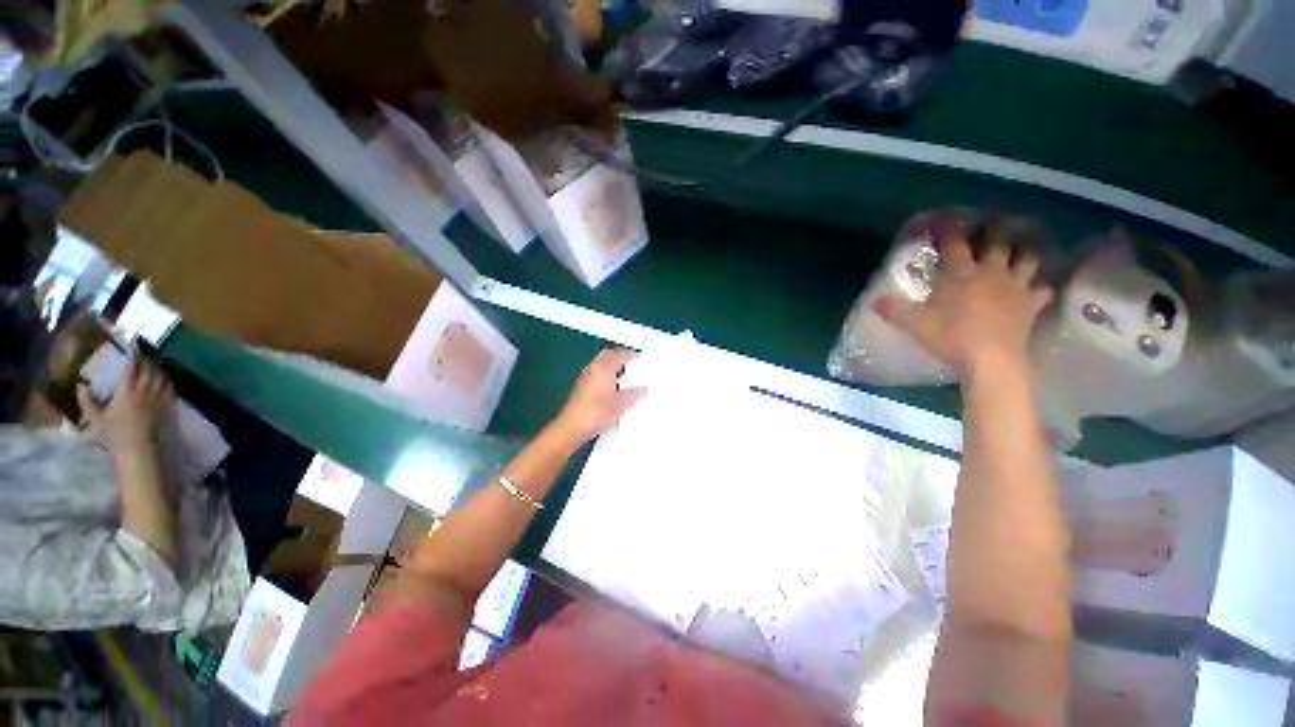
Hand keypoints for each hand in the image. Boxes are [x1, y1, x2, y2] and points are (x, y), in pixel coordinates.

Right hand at [78, 352, 174, 451]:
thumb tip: (80, 385)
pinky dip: (166, 380)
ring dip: (157, 368)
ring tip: (153, 364)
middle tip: (142, 353)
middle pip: (149, 368)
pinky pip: (170, 388)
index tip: (132, 343)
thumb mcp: (96, 418)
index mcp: (127, 390)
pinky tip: (164, 379)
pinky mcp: (168, 405)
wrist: (139, 448)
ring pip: (161, 376)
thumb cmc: (115, 434)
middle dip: (146, 359)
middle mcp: (145, 390)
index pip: (132, 366)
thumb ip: (87, 401)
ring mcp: (159, 397)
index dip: (133, 353)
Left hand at [548, 348, 647, 447]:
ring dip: (612, 368)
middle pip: (608, 356)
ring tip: (625, 378)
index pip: (620, 354)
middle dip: (620, 359)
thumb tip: (643, 389)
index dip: (632, 355)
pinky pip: (596, 376)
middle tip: (633, 366)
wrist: (572, 427)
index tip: (641, 359)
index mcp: (604, 366)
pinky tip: (613, 390)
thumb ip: (634, 394)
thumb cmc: (597, 412)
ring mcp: (585, 378)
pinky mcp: (580, 389)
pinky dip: (605, 377)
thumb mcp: (622, 404)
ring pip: (601, 365)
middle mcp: (593, 368)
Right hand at [875, 224, 1051, 380]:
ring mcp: (1014, 287)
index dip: (948, 228)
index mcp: (961, 273)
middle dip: (993, 228)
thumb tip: (873, 301)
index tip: (943, 216)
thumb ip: (893, 310)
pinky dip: (1039, 288)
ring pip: (1026, 260)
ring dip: (1024, 251)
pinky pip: (1040, 291)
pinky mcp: (1030, 306)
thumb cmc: (950, 336)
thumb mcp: (914, 324)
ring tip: (1023, 245)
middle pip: (997, 243)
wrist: (991, 359)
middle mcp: (990, 273)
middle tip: (993, 218)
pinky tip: (1037, 289)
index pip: (954, 243)